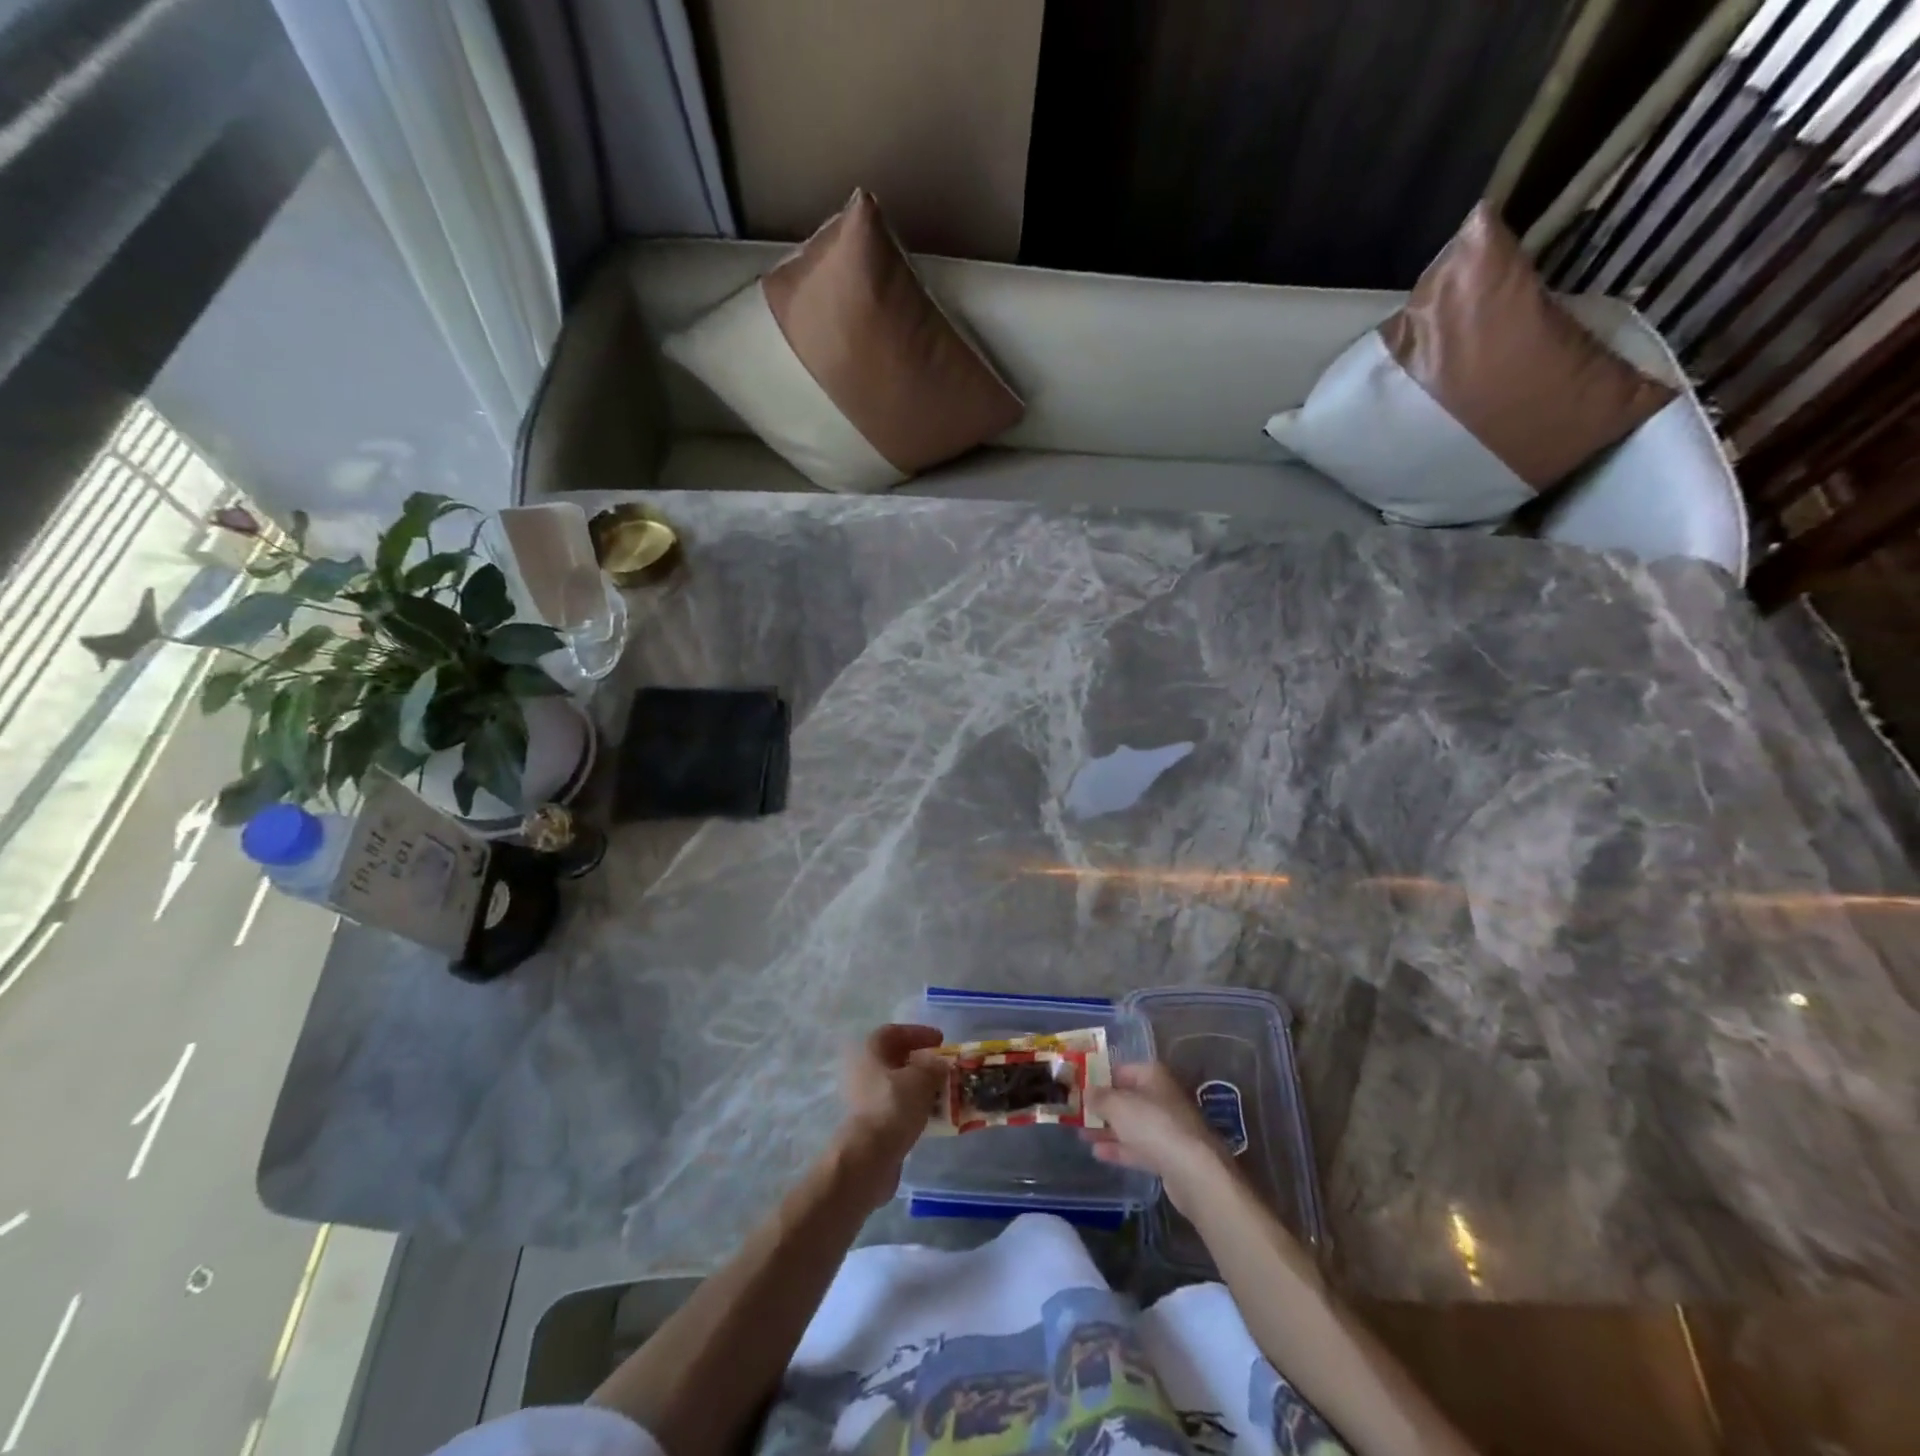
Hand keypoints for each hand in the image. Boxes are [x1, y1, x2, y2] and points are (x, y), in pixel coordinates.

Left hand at [832, 1024, 946, 1209]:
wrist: (869, 1156)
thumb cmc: (894, 1106)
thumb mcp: (923, 1078)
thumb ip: (934, 1066)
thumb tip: (939, 1064)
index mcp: (870, 1050)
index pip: (894, 1031)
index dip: (918, 1033)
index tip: (941, 1040)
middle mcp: (862, 1069)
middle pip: (894, 1058)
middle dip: (920, 1061)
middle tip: (941, 1066)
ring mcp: (863, 1097)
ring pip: (896, 1084)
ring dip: (918, 1085)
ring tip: (942, 1091)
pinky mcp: (869, 1122)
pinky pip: (895, 1106)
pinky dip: (913, 1105)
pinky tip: (930, 1113)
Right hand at [1083, 1062, 1236, 1215]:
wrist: (1194, 1170)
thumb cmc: (1153, 1124)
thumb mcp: (1117, 1105)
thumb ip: (1099, 1097)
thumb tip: (1087, 1091)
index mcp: (1152, 1075)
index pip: (1122, 1069)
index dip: (1100, 1077)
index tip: (1079, 1087)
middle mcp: (1161, 1097)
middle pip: (1127, 1098)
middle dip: (1102, 1107)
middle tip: (1076, 1113)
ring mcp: (1167, 1127)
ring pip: (1131, 1124)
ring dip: (1108, 1129)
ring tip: (1081, 1134)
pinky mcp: (1169, 1155)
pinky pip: (1138, 1147)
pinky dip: (1119, 1149)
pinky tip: (1098, 1153)